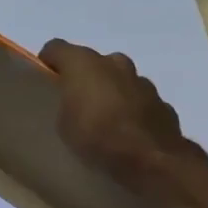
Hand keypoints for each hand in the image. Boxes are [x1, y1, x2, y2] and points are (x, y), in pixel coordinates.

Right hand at [39, 39, 207, 196]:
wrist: (151, 159)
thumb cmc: (96, 135)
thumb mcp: (62, 123)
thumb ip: (65, 103)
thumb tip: (71, 102)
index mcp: (83, 62)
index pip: (56, 48)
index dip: (48, 63)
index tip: (45, 84)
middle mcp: (114, 62)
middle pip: (92, 61)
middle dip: (84, 77)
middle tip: (75, 102)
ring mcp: (142, 81)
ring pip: (119, 78)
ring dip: (110, 91)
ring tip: (103, 119)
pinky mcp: (162, 102)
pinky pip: (139, 99)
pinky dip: (131, 108)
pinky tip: (127, 131)